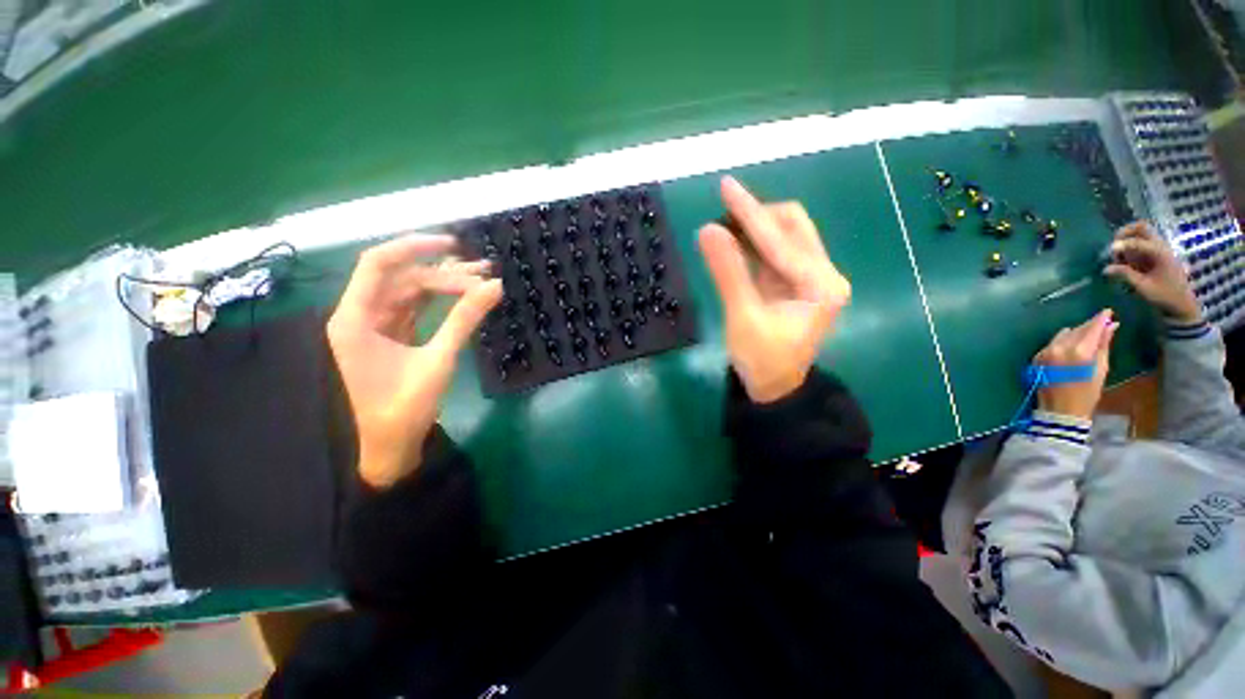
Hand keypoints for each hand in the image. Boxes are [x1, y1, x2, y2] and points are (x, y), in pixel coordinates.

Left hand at [327, 234, 501, 487]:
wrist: (392, 446)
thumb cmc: (406, 407)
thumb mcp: (438, 359)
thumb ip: (465, 319)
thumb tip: (494, 287)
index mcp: (354, 319)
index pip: (378, 264)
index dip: (414, 247)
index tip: (453, 243)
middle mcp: (359, 316)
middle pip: (401, 278)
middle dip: (442, 272)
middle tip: (483, 272)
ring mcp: (375, 326)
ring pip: (410, 292)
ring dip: (443, 283)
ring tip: (481, 277)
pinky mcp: (391, 336)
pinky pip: (414, 308)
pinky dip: (439, 300)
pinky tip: (463, 295)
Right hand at [697, 176, 850, 402]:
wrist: (773, 388)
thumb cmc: (761, 360)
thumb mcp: (743, 318)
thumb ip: (727, 272)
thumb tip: (708, 230)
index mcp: (821, 284)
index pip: (781, 240)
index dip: (749, 213)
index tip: (725, 185)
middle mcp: (823, 274)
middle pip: (792, 227)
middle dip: (757, 217)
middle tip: (722, 215)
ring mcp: (811, 278)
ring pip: (784, 238)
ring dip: (754, 229)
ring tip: (722, 227)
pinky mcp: (796, 284)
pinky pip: (774, 254)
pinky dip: (753, 246)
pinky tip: (732, 243)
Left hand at [1033, 309, 1118, 419]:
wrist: (1059, 410)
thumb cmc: (1086, 394)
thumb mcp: (1100, 370)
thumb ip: (1103, 346)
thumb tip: (1111, 326)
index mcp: (1078, 352)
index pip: (1091, 328)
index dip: (1100, 319)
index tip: (1107, 312)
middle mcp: (1059, 348)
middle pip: (1077, 330)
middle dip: (1089, 327)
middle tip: (1101, 325)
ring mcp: (1045, 352)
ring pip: (1064, 335)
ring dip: (1076, 334)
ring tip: (1087, 337)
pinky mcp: (1037, 357)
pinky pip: (1053, 343)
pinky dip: (1063, 342)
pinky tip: (1072, 347)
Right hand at [1104, 221, 1201, 323]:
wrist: (1182, 304)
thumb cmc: (1164, 296)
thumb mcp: (1143, 287)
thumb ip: (1125, 275)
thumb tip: (1106, 268)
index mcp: (1160, 253)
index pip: (1137, 241)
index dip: (1122, 245)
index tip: (1110, 252)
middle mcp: (1161, 247)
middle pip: (1141, 228)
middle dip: (1125, 233)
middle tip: (1114, 246)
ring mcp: (1160, 250)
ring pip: (1141, 235)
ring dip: (1127, 241)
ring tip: (1120, 257)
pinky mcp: (1158, 256)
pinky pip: (1143, 244)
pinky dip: (1131, 248)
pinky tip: (1126, 261)